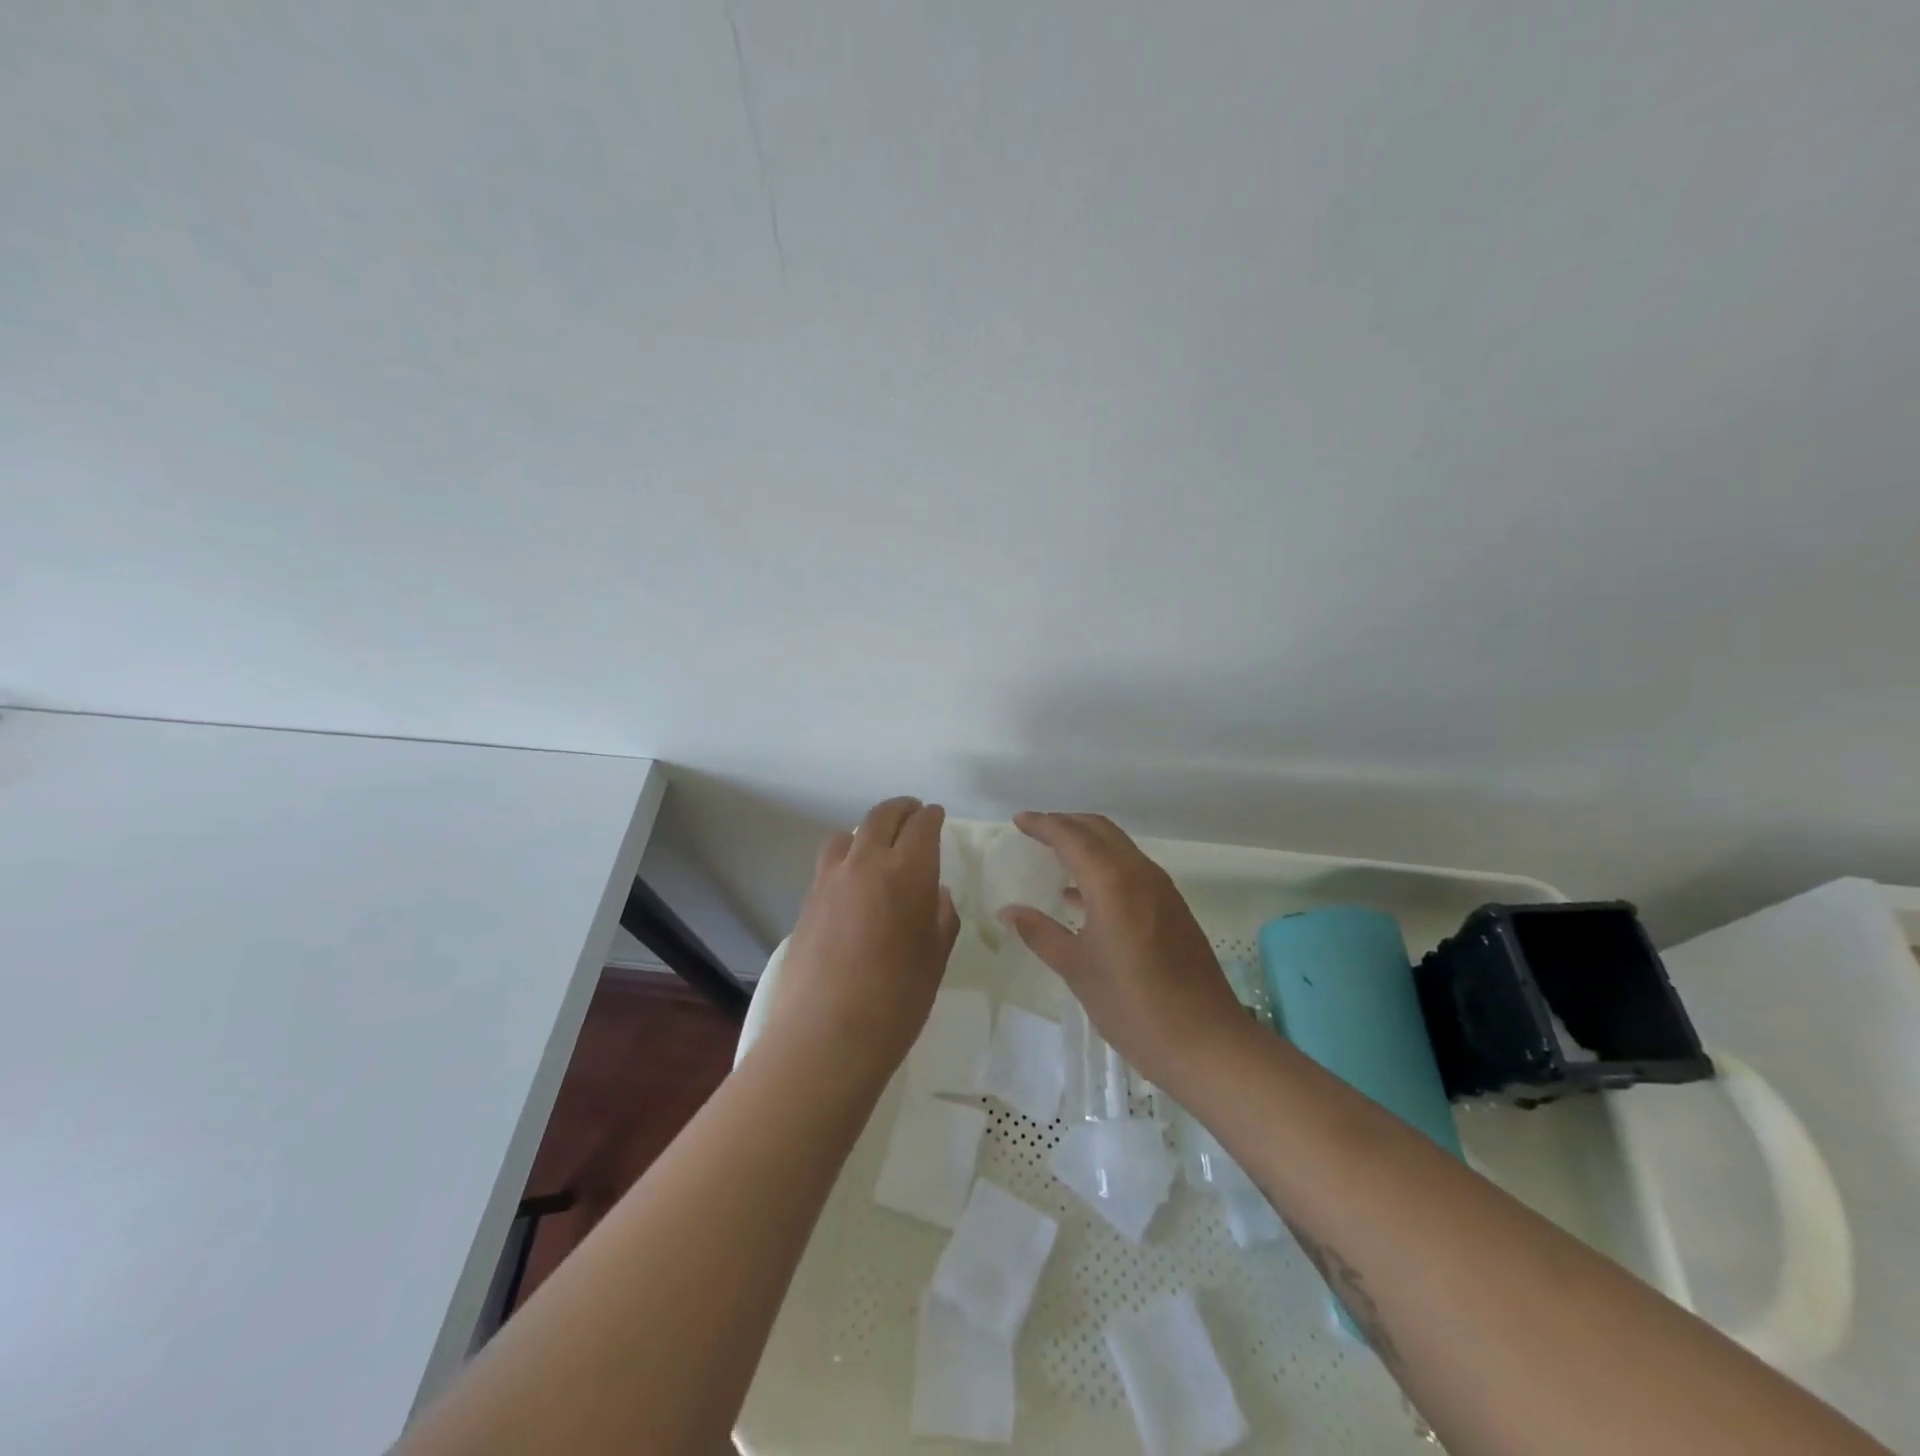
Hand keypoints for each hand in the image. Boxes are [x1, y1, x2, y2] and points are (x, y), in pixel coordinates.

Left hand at [765, 797, 959, 1081]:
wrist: (825, 1035)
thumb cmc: (896, 999)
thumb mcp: (935, 958)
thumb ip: (940, 917)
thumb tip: (936, 893)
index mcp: (906, 871)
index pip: (921, 825)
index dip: (932, 817)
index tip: (937, 815)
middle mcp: (865, 862)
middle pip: (882, 816)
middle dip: (902, 810)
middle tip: (913, 813)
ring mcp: (830, 880)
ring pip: (849, 835)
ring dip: (869, 831)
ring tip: (878, 847)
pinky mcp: (807, 901)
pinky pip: (830, 864)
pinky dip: (847, 859)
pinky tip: (853, 884)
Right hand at [997, 812, 1245, 1086]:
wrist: (1204, 1040)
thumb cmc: (1132, 1005)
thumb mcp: (1077, 969)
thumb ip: (1041, 933)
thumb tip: (1009, 911)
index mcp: (1112, 882)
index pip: (1072, 836)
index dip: (1043, 824)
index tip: (1018, 821)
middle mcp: (1139, 873)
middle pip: (1099, 830)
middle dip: (1066, 823)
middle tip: (1035, 831)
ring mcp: (1162, 889)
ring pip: (1119, 846)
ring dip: (1087, 842)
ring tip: (1055, 856)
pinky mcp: (1173, 907)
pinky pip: (1132, 868)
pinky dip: (1105, 864)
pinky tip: (1083, 894)